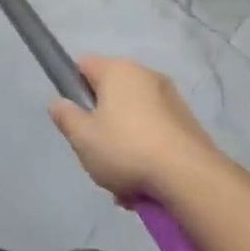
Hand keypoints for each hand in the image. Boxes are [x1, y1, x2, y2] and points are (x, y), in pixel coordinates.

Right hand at [49, 55, 219, 200]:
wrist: (191, 178)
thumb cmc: (127, 149)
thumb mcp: (82, 137)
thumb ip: (65, 116)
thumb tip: (58, 103)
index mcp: (117, 69)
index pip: (83, 65)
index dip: (73, 88)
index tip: (75, 118)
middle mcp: (145, 75)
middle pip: (110, 95)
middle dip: (102, 124)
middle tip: (97, 154)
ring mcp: (170, 98)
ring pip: (134, 118)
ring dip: (125, 144)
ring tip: (123, 182)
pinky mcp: (189, 124)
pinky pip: (156, 133)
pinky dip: (148, 153)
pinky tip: (145, 185)